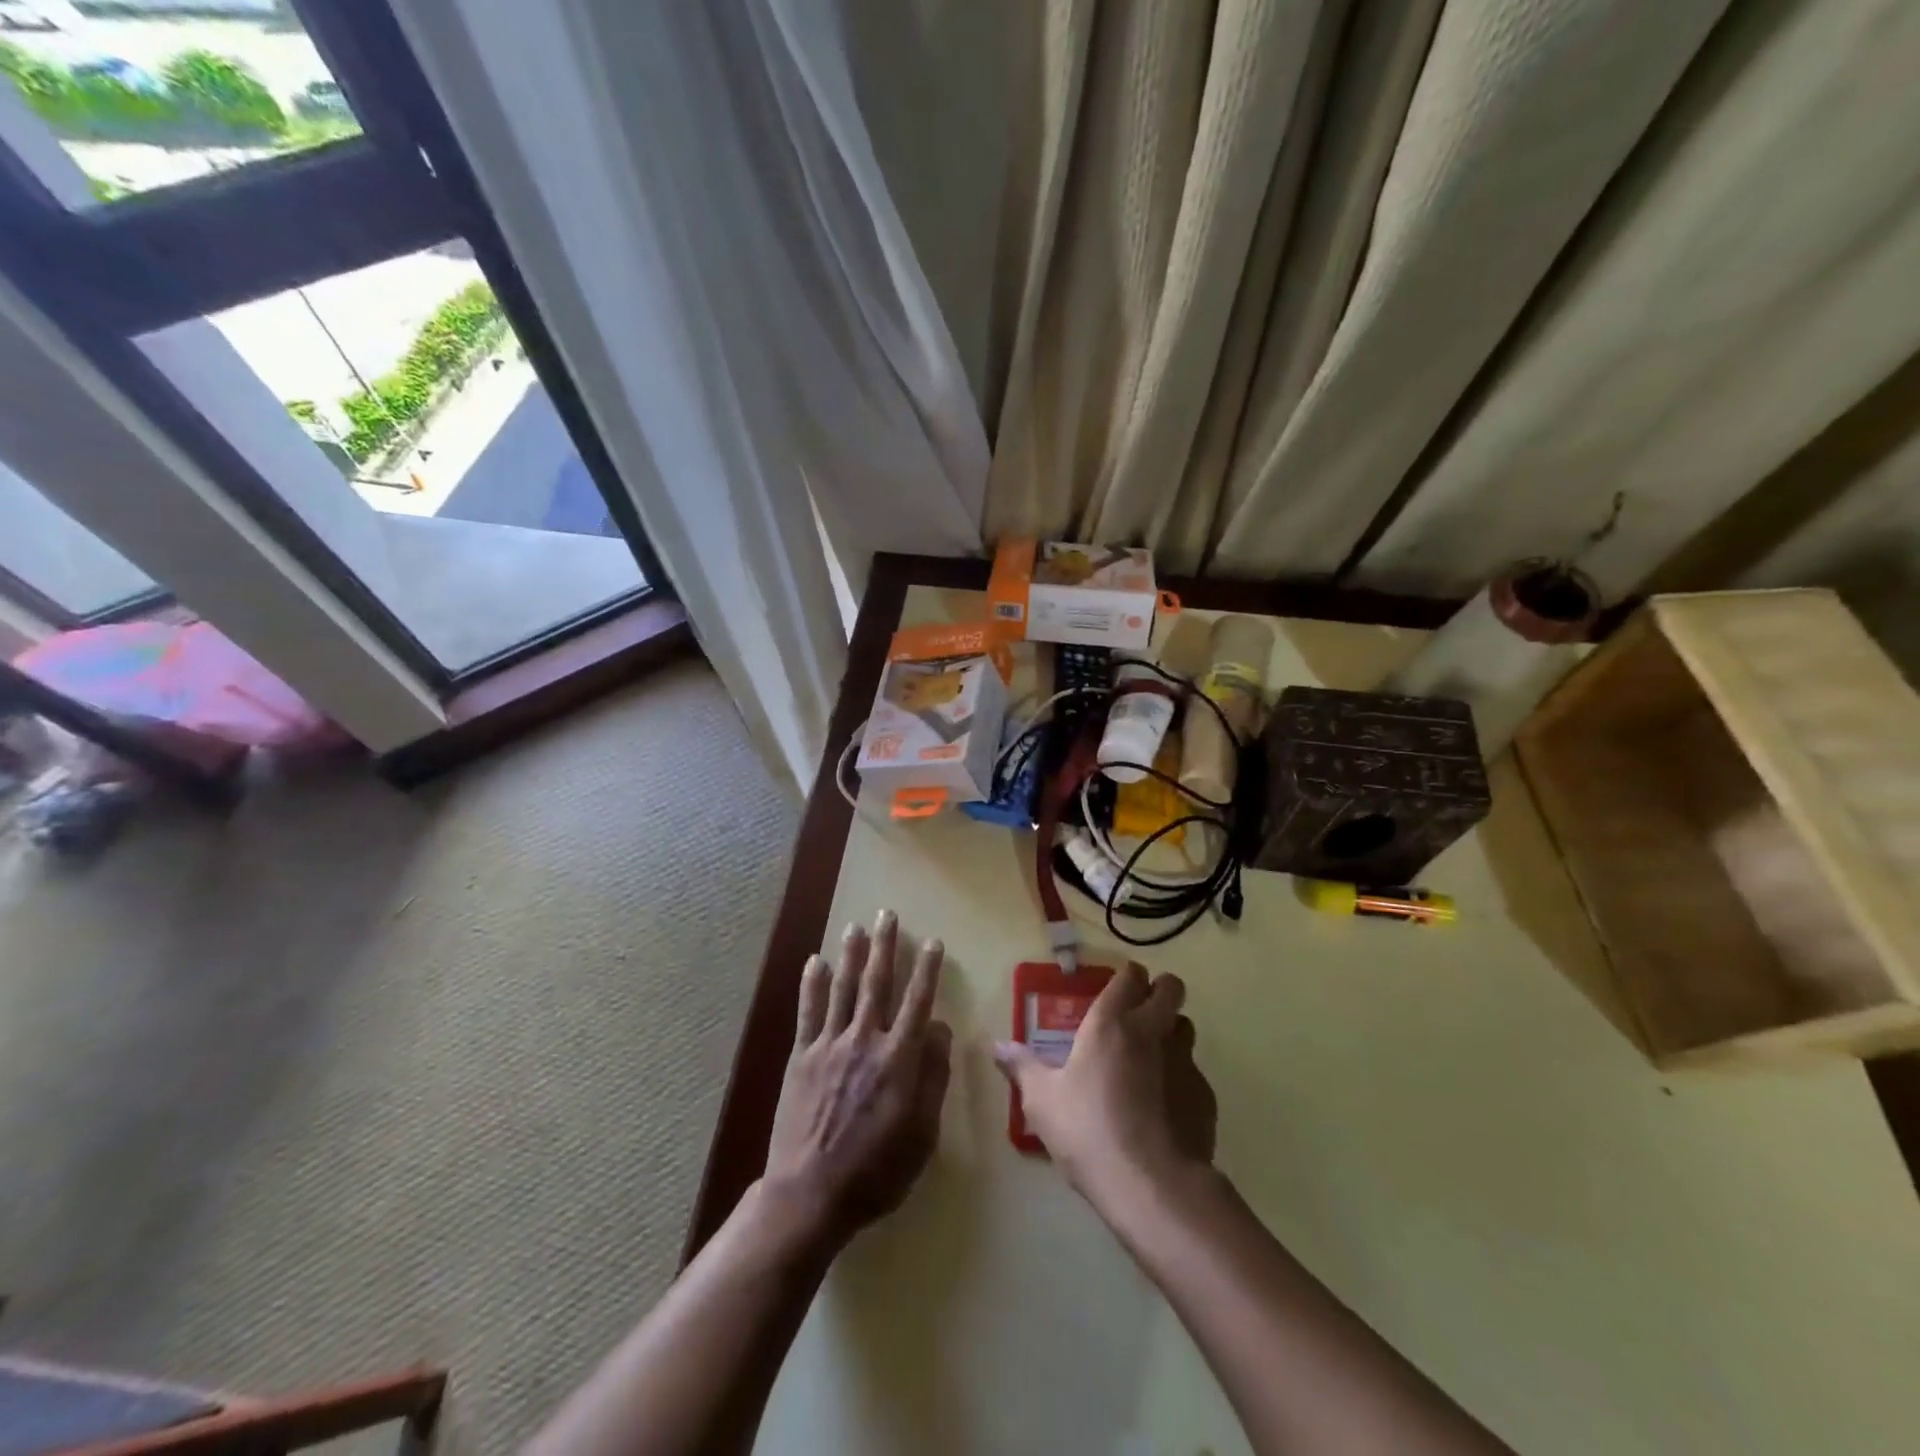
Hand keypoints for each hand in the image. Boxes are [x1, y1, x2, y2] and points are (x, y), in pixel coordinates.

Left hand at [764, 910, 951, 1251]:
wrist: (811, 1194)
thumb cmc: (877, 1170)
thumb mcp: (922, 1133)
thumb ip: (933, 1077)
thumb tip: (939, 1029)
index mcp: (899, 1058)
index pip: (917, 1002)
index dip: (926, 969)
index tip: (932, 941)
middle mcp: (865, 1040)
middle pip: (877, 983)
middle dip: (886, 946)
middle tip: (888, 914)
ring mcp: (829, 1045)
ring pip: (843, 988)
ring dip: (851, 955)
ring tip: (856, 926)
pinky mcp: (801, 1056)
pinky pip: (808, 1012)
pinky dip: (811, 984)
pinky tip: (815, 961)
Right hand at [993, 962, 1215, 1207]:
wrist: (1151, 1184)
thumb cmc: (1088, 1130)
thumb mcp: (1042, 1100)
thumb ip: (1022, 1067)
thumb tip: (997, 1047)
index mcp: (1111, 1022)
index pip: (1130, 976)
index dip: (1127, 978)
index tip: (1117, 990)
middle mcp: (1152, 1031)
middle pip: (1171, 988)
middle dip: (1160, 991)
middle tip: (1140, 1013)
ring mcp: (1185, 1062)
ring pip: (1186, 1027)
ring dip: (1172, 1033)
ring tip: (1151, 1060)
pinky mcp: (1205, 1096)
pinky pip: (1194, 1074)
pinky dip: (1180, 1081)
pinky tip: (1163, 1110)